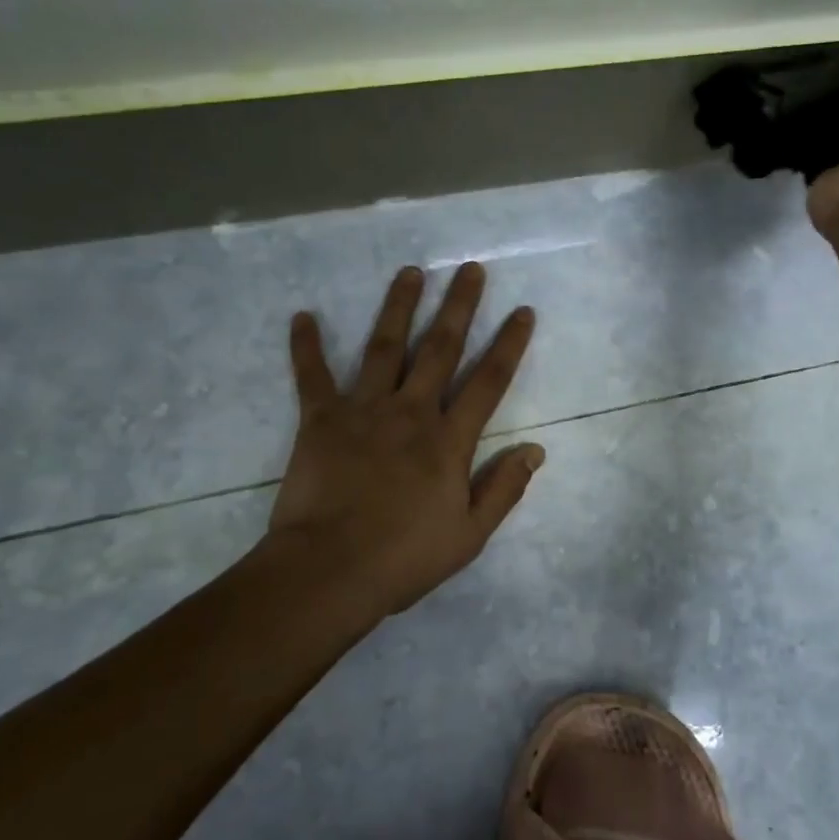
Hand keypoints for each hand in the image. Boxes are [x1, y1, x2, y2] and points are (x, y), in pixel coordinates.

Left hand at [265, 262, 543, 623]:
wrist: (329, 571)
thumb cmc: (404, 558)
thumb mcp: (469, 535)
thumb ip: (503, 489)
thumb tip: (536, 450)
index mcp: (449, 440)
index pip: (488, 381)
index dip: (509, 344)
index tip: (522, 311)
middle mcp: (411, 412)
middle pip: (440, 348)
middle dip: (459, 306)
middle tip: (470, 269)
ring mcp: (364, 410)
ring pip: (385, 347)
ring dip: (399, 307)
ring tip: (410, 272)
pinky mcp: (320, 420)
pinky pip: (312, 376)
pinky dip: (306, 346)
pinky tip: (302, 316)